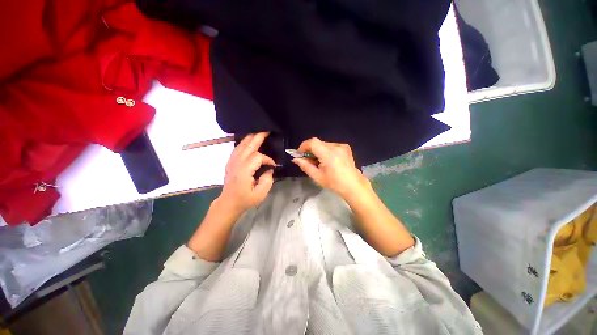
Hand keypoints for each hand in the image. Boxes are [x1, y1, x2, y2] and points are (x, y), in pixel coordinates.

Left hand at [218, 132, 275, 214]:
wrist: (228, 203)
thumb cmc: (245, 199)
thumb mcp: (260, 194)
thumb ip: (267, 180)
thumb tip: (269, 169)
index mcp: (244, 171)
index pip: (258, 157)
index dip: (268, 159)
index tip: (273, 166)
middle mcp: (236, 163)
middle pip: (248, 145)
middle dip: (258, 137)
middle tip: (267, 130)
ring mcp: (232, 161)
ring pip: (241, 144)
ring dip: (251, 137)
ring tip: (260, 132)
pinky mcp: (230, 162)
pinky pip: (237, 148)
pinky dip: (244, 142)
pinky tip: (249, 141)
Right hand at [292, 138, 370, 199]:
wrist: (353, 185)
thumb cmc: (334, 183)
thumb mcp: (317, 176)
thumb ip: (305, 166)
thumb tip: (295, 159)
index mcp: (329, 154)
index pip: (313, 142)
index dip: (303, 146)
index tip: (299, 154)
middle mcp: (336, 147)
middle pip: (318, 143)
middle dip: (310, 150)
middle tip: (307, 160)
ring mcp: (342, 146)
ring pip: (324, 144)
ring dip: (317, 151)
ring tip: (318, 162)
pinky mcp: (345, 147)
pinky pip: (331, 146)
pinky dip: (325, 151)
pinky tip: (327, 160)